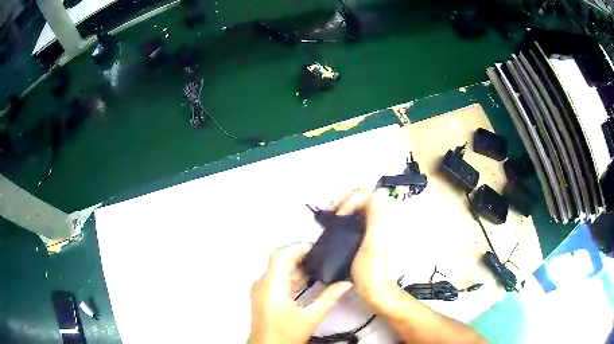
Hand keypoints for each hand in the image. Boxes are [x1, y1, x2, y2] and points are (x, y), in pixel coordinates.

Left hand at [247, 243, 351, 343]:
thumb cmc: (286, 334)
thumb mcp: (310, 318)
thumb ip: (329, 298)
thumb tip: (346, 283)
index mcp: (271, 287)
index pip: (280, 256)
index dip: (298, 248)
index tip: (317, 249)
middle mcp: (262, 283)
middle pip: (280, 260)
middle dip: (302, 257)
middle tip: (323, 258)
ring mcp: (260, 288)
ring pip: (279, 269)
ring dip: (298, 267)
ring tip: (320, 268)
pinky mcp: (262, 294)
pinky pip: (277, 278)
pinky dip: (292, 276)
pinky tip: (308, 281)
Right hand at [326, 190, 397, 307]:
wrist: (376, 292)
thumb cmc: (372, 273)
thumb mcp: (373, 245)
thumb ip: (376, 218)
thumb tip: (372, 194)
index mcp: (383, 221)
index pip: (368, 194)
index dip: (351, 199)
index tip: (339, 214)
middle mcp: (380, 220)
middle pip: (363, 196)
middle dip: (344, 199)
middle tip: (330, 211)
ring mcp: (373, 228)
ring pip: (358, 205)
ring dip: (343, 205)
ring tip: (330, 215)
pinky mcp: (366, 235)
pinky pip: (355, 216)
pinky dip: (344, 214)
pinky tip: (335, 223)